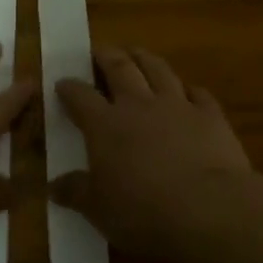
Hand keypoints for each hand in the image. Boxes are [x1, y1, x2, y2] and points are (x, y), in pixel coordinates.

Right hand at [51, 47, 252, 258]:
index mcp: (106, 125)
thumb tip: (52, 186)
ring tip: (136, 53)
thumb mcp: (99, 210)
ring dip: (144, 58)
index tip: (62, 83)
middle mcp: (139, 105)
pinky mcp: (210, 115)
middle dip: (106, 56)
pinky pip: (198, 93)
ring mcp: (177, 105)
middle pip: (119, 68)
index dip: (69, 87)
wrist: (210, 209)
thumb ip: (76, 193)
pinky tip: (188, 90)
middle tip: (99, 50)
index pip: (80, 97)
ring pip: (158, 69)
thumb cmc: (144, 212)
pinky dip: (189, 89)